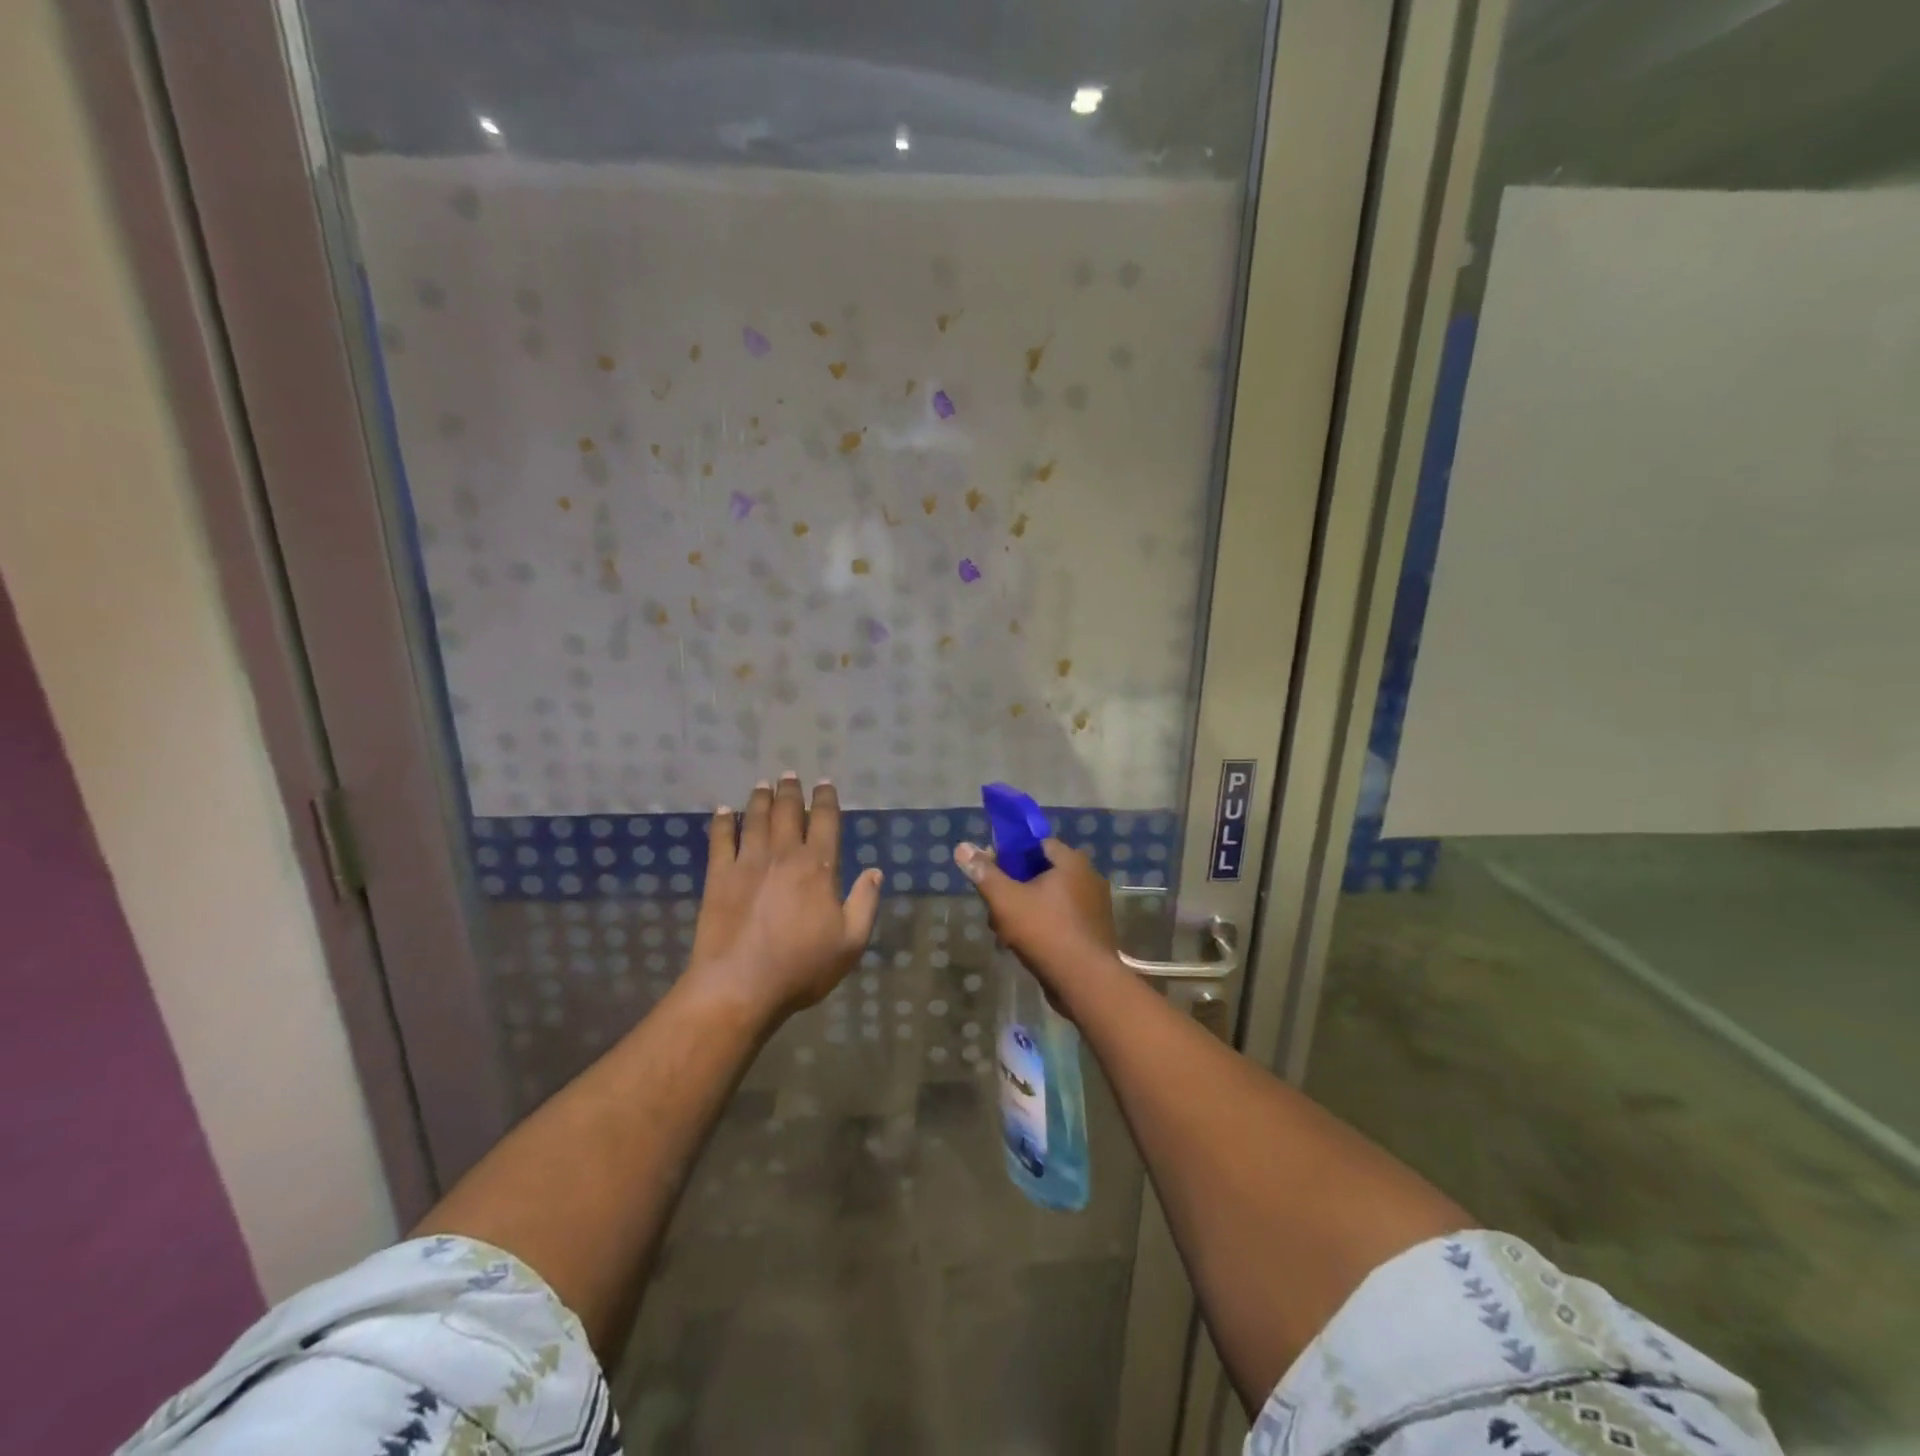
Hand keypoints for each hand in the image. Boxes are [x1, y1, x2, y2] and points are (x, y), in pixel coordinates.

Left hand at [687, 774, 882, 1021]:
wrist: (739, 986)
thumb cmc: (801, 967)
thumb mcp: (850, 942)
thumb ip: (865, 903)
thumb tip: (874, 871)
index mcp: (818, 868)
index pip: (825, 821)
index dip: (826, 799)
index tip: (825, 783)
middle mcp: (784, 855)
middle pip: (788, 812)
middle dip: (791, 791)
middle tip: (790, 775)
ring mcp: (748, 863)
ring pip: (756, 819)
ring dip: (761, 799)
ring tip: (763, 784)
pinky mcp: (719, 876)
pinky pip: (720, 840)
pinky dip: (723, 822)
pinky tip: (724, 811)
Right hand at [954, 838, 1120, 998]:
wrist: (1085, 982)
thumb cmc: (1045, 931)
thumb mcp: (1005, 899)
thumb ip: (984, 872)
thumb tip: (962, 847)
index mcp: (1072, 862)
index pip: (1036, 844)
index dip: (1010, 854)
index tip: (991, 871)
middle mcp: (1088, 877)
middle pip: (1041, 873)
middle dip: (1014, 889)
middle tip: (994, 908)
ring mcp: (1094, 906)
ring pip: (1049, 899)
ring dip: (1024, 911)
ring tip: (1004, 933)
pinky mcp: (1093, 931)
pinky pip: (1061, 919)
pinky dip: (1042, 926)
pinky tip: (1023, 946)